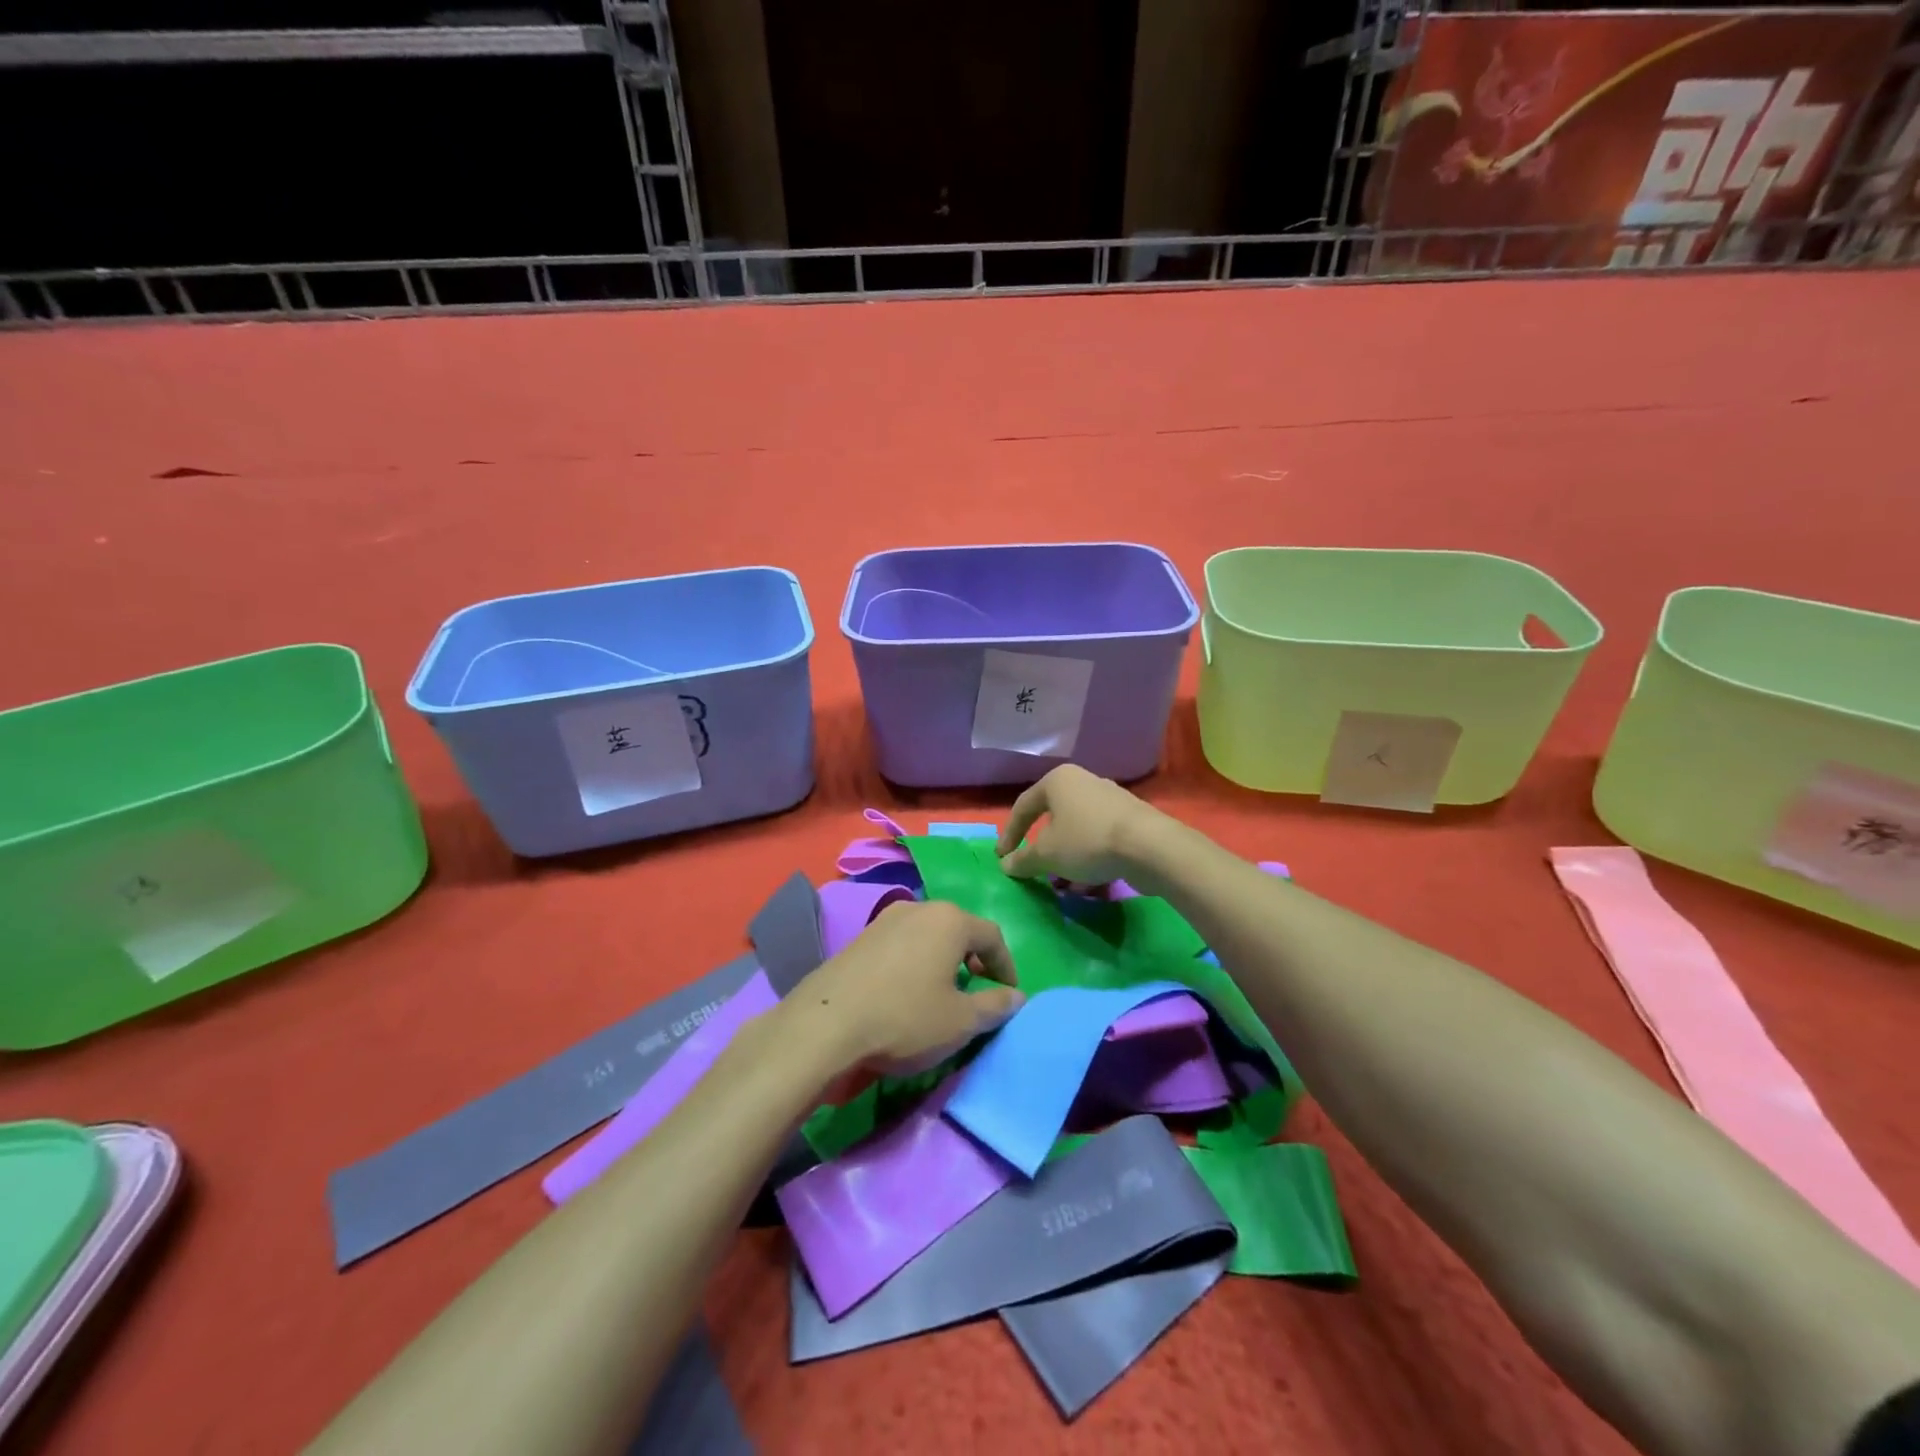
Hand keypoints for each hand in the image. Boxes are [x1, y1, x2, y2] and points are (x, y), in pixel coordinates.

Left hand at [788, 900, 1023, 1075]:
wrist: (826, 1024)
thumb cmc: (905, 1018)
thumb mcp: (960, 1021)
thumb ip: (995, 1006)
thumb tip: (1017, 996)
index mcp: (950, 920)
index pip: (992, 936)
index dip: (1006, 966)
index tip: (1009, 995)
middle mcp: (919, 908)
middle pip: (958, 929)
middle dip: (974, 959)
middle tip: (978, 991)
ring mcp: (885, 919)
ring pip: (928, 934)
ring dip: (942, 960)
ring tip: (942, 993)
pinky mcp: (860, 937)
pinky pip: (901, 944)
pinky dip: (914, 962)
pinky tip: (906, 992)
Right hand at [996, 764, 1165, 885]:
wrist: (1149, 846)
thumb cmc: (1087, 841)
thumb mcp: (1046, 854)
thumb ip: (1023, 860)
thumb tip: (1006, 865)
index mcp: (1058, 781)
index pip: (1023, 807)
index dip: (1009, 834)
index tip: (1002, 858)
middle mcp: (1083, 782)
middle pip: (1053, 819)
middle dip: (1044, 850)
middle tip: (1036, 871)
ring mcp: (1110, 800)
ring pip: (1077, 832)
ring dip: (1067, 860)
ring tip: (1065, 885)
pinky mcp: (1131, 820)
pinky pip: (1099, 840)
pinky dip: (1089, 860)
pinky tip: (1090, 884)